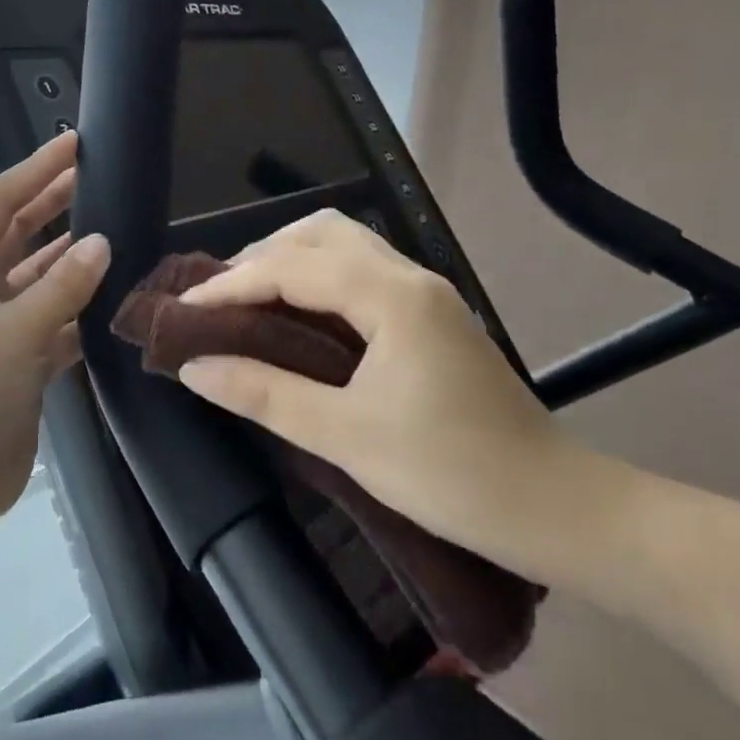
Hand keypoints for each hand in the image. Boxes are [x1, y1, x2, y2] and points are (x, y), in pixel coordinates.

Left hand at [0, 131, 110, 526]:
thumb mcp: (14, 336)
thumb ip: (61, 287)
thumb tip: (102, 241)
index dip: (34, 169)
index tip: (73, 143)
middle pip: (16, 232)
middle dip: (52, 201)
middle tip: (95, 172)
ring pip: (38, 276)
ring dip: (70, 255)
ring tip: (113, 225)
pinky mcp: (17, 360)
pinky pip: (53, 319)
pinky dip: (78, 305)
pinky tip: (112, 292)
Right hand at [176, 210, 601, 576]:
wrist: (556, 507)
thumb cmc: (451, 474)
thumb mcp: (346, 437)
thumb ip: (265, 394)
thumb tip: (195, 366)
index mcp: (391, 296)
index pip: (293, 267)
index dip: (231, 284)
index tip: (184, 310)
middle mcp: (410, 276)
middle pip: (321, 231)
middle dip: (262, 254)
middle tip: (219, 297)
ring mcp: (427, 291)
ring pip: (346, 243)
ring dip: (292, 257)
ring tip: (251, 297)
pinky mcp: (433, 313)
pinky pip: (363, 267)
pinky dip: (319, 274)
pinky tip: (300, 311)